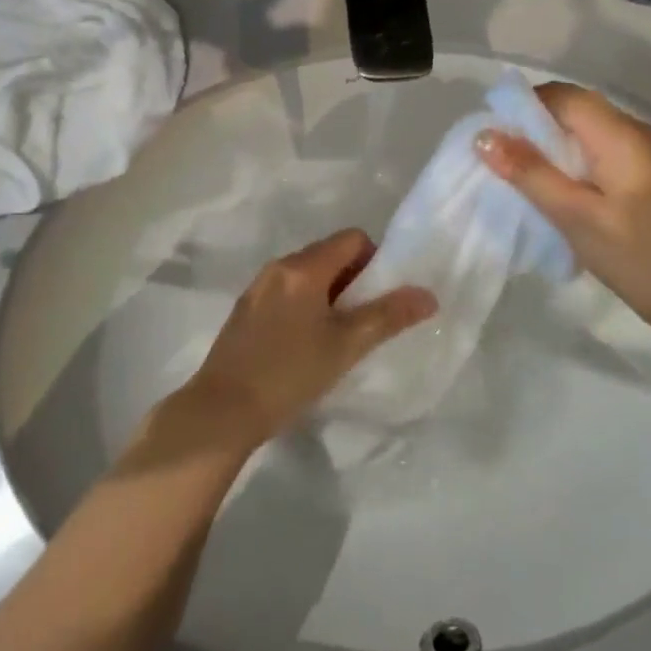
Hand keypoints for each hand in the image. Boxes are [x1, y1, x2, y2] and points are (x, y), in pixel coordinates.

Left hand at [178, 230, 436, 448]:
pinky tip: (304, 343)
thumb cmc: (290, 373)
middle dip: (353, 279)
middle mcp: (279, 266)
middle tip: (363, 320)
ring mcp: (258, 287)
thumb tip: (428, 295)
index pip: (352, 238)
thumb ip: (389, 316)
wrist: (222, 412)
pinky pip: (286, 291)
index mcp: (303, 267)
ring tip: (336, 335)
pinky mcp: (245, 309)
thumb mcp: (346, 346)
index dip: (375, 260)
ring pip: (307, 274)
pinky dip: (304, 304)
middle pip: (329, 253)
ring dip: (329, 293)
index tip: (379, 298)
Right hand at [475, 82, 650, 338]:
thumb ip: (529, 172)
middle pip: (572, 107)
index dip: (523, 106)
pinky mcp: (637, 171)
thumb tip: (484, 136)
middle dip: (531, 123)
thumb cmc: (634, 255)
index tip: (490, 132)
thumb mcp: (574, 215)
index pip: (562, 96)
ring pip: (581, 127)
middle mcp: (631, 130)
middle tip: (497, 153)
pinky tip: (547, 182)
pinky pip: (592, 146)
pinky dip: (565, 155)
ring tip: (514, 168)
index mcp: (619, 134)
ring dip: (546, 141)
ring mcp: (638, 150)